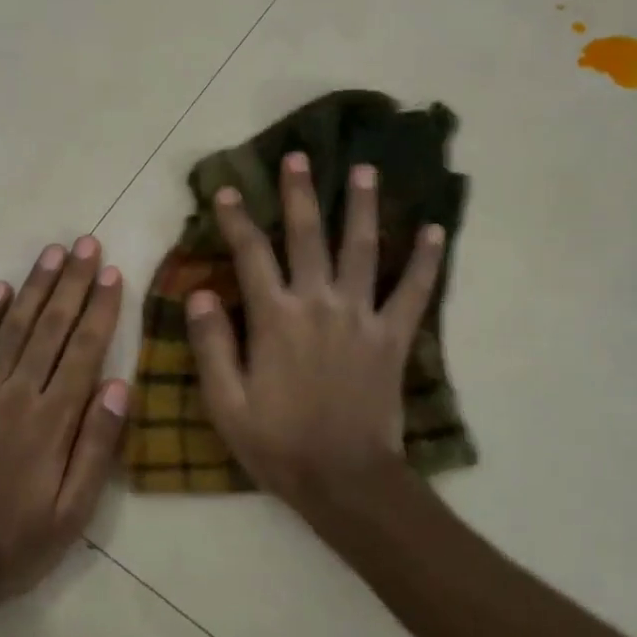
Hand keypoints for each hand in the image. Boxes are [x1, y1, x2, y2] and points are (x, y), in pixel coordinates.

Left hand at [0, 236, 126, 633]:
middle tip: (87, 245)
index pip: (82, 351)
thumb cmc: (17, 544)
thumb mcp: (73, 512)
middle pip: (49, 329)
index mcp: (51, 423)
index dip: (100, 310)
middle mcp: (14, 397)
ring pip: (10, 330)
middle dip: (72, 284)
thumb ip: (96, 446)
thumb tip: (117, 385)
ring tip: (53, 254)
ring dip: (34, 288)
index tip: (113, 274)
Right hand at [186, 153, 443, 528]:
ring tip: (366, 170)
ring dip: (363, 208)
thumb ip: (211, 345)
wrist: (344, 479)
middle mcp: (318, 304)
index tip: (229, 190)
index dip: (238, 220)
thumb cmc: (278, 444)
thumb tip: (200, 292)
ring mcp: (361, 317)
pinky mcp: (393, 337)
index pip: (251, 255)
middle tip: (300, 156)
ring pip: (363, 250)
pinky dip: (426, 262)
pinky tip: (436, 232)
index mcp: (275, 318)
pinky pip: (414, 292)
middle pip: (308, 237)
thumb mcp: (225, 402)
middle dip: (301, 194)